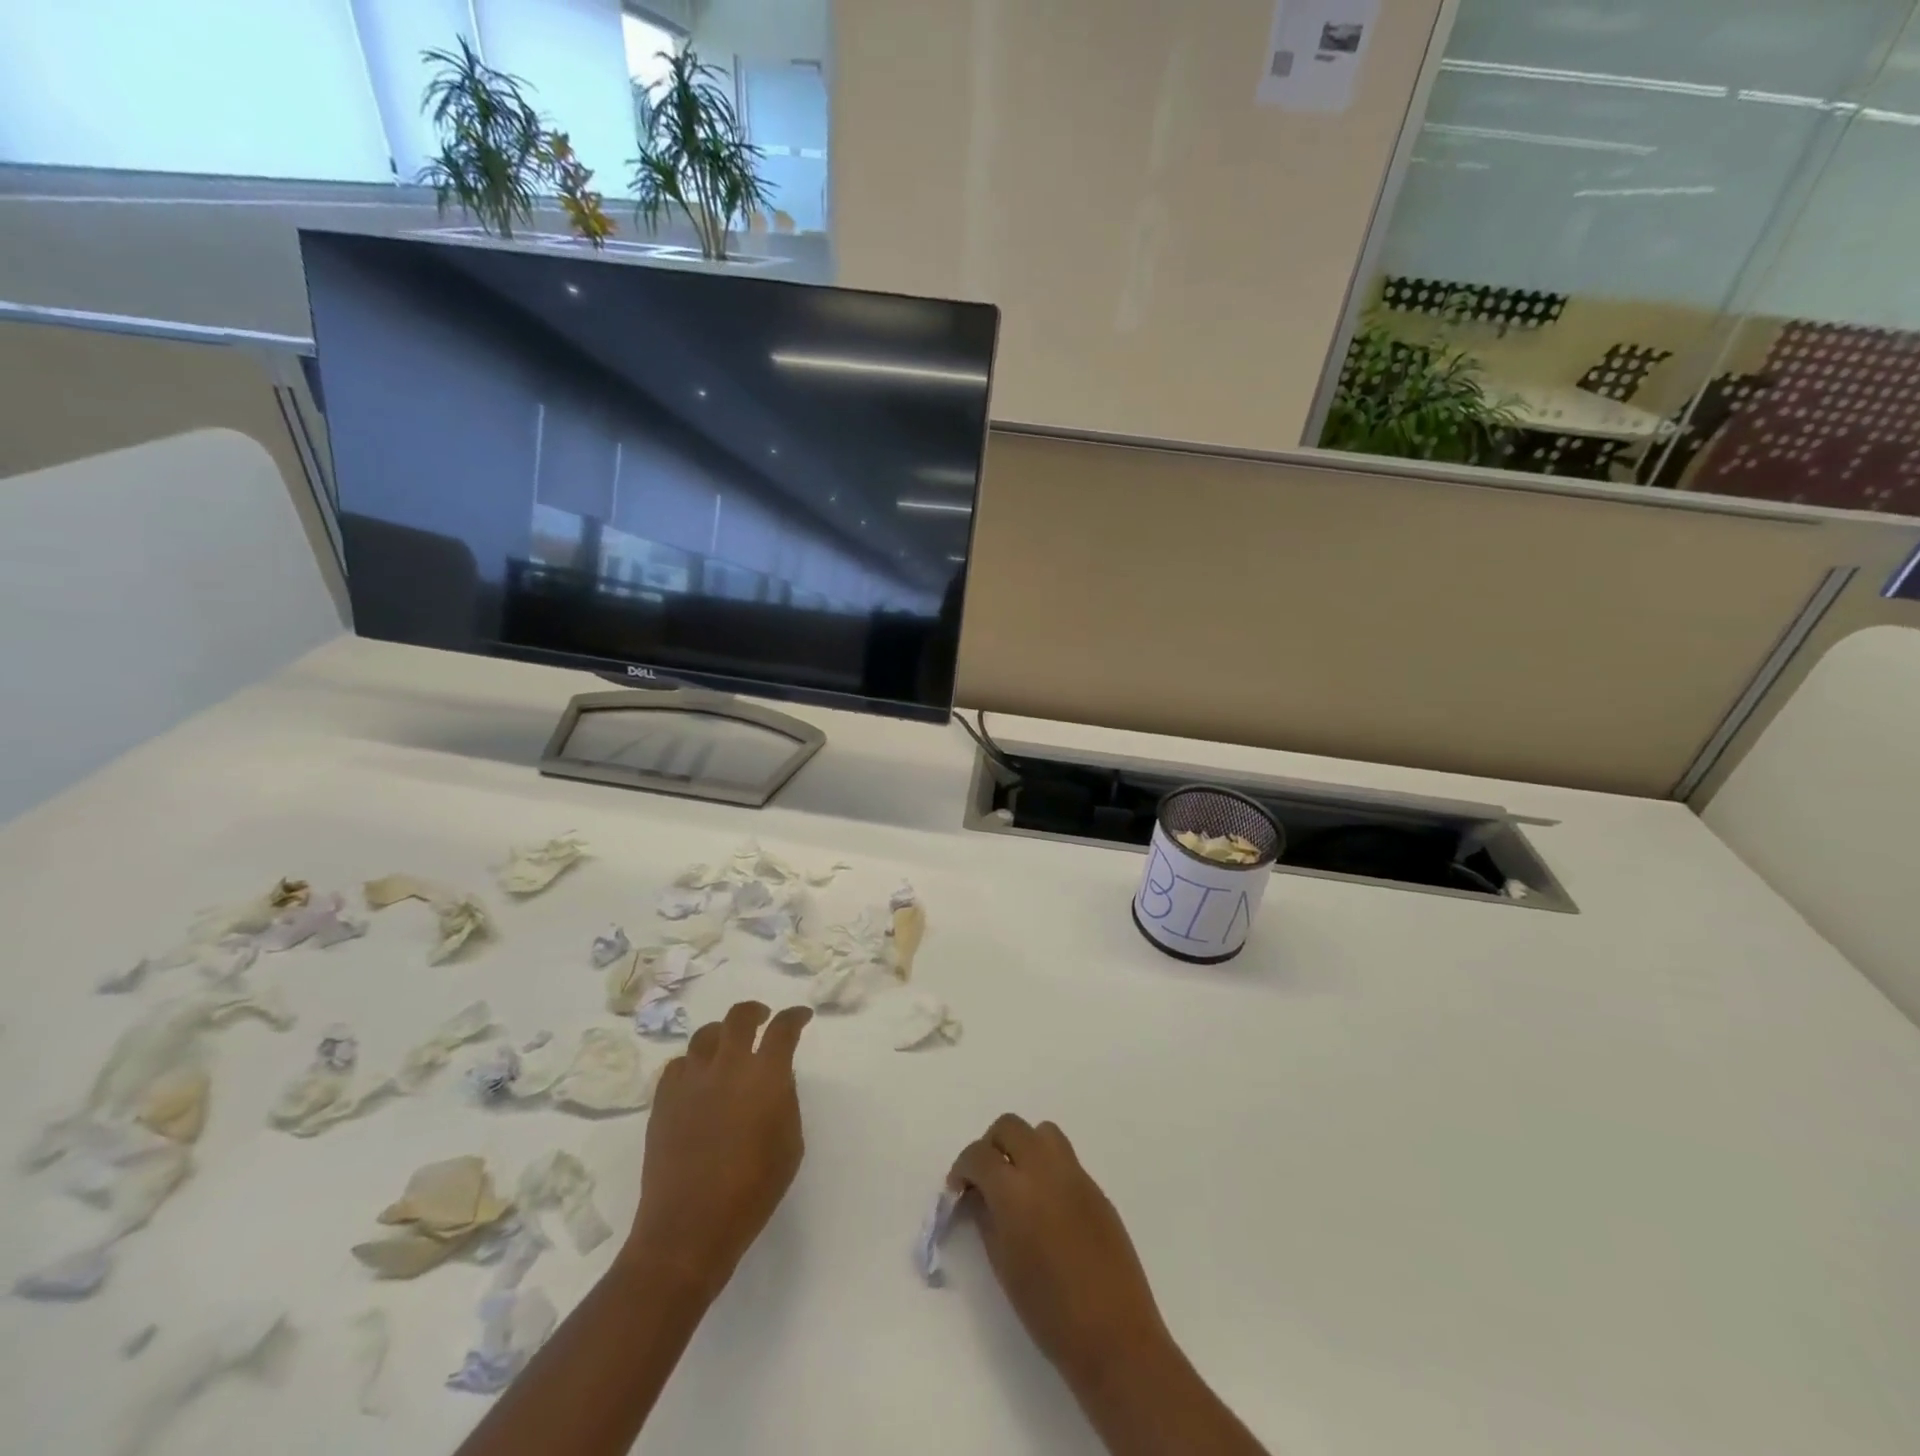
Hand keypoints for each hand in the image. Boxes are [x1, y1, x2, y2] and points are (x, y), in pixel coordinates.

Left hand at [624, 1001, 811, 1299]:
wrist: (688, 1228)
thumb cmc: (752, 1191)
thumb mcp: (790, 1144)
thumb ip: (785, 1101)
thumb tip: (774, 1080)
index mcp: (765, 1075)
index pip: (783, 1029)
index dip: (795, 1017)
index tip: (802, 1016)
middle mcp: (727, 1065)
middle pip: (738, 1017)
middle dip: (755, 1012)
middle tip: (762, 1018)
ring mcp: (690, 1080)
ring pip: (704, 1035)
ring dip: (722, 1035)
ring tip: (728, 1047)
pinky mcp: (662, 1100)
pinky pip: (678, 1065)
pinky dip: (693, 1064)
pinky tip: (698, 1079)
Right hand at [949, 1115, 1172, 1392]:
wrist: (1114, 1335)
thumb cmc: (1049, 1312)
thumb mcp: (1003, 1267)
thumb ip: (986, 1219)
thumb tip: (977, 1195)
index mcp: (1015, 1191)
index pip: (979, 1154)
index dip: (962, 1167)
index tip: (958, 1189)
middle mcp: (1044, 1169)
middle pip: (1010, 1127)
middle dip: (991, 1146)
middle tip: (986, 1180)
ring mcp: (1075, 1174)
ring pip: (1042, 1132)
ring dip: (1023, 1147)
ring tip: (1018, 1184)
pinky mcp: (1096, 1187)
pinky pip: (1065, 1158)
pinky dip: (1047, 1167)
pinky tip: (1047, 1205)